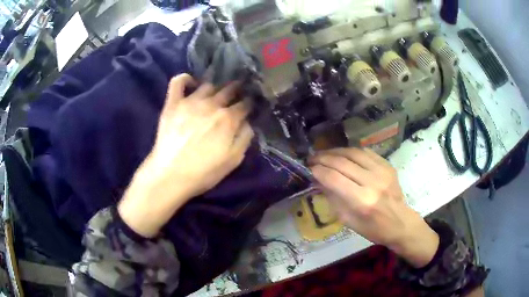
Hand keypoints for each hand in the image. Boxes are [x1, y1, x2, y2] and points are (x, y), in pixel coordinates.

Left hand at [118, 74, 253, 237]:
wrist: (170, 174)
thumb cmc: (204, 172)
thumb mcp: (233, 160)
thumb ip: (244, 138)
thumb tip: (247, 122)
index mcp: (228, 119)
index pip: (245, 104)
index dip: (249, 103)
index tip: (250, 105)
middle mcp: (212, 104)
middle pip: (229, 89)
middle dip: (237, 90)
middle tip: (236, 94)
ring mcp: (191, 101)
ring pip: (208, 85)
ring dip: (215, 88)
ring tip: (215, 93)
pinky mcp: (173, 103)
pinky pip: (178, 82)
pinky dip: (185, 78)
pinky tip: (191, 82)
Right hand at [309, 148, 438, 267]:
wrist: (400, 223)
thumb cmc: (372, 228)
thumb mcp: (348, 220)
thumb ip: (333, 198)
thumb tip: (318, 180)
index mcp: (362, 201)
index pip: (334, 178)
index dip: (318, 171)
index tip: (308, 169)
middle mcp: (372, 182)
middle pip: (342, 162)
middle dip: (323, 158)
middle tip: (312, 158)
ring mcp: (382, 171)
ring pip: (353, 152)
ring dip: (335, 151)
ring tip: (324, 154)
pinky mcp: (387, 165)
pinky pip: (366, 152)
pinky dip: (351, 151)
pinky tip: (343, 154)